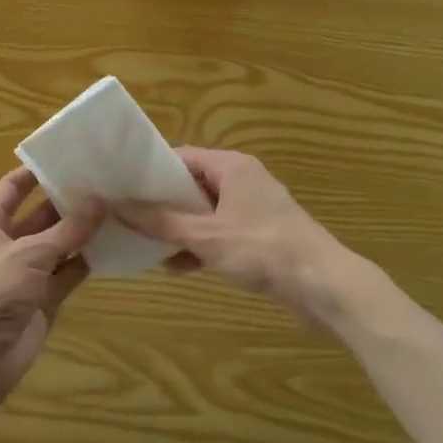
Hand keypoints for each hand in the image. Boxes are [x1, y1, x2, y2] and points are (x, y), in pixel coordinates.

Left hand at [0, 167, 104, 408]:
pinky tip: (115, 245)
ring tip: (119, 208)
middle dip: (70, 202)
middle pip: (41, 215)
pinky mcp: (45, 297)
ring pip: (60, 244)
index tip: (68, 156)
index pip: (12, 188)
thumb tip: (101, 200)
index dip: (35, 172)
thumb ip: (68, 229)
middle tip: (107, 182)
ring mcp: (28, 272)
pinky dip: (88, 261)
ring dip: (84, 231)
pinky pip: (69, 272)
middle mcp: (8, 243)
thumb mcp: (30, 253)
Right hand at [116, 148, 355, 319]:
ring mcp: (253, 210)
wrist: (324, 286)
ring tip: (145, 246)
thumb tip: (118, 205)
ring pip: (205, 213)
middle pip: (192, 186)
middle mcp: (243, 181)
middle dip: (162, 205)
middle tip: (128, 218)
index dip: (151, 171)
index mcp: (232, 167)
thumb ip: (160, 222)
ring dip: (179, 230)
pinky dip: (200, 247)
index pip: (182, 157)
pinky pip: (220, 234)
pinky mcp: (260, 237)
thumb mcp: (205, 235)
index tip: (123, 187)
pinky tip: (176, 268)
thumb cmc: (262, 249)